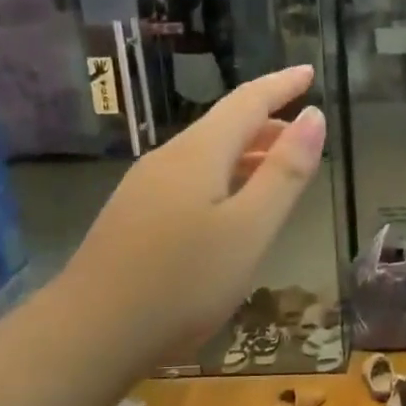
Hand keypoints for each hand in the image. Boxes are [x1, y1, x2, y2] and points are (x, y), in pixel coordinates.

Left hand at [66, 65, 325, 363]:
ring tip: (279, 173)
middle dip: (268, 124)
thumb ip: (285, 174)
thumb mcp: (250, 229)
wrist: (91, 333)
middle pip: (224, 127)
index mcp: (198, 154)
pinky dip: (224, 180)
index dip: (281, 85)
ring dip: (247, 155)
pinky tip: (232, 210)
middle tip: (305, 135)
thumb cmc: (183, 281)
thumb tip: (313, 116)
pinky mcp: (135, 219)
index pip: (248, 102)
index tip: (309, 72)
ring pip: (206, 156)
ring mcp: (145, 190)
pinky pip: (190, 181)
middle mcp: (168, 160)